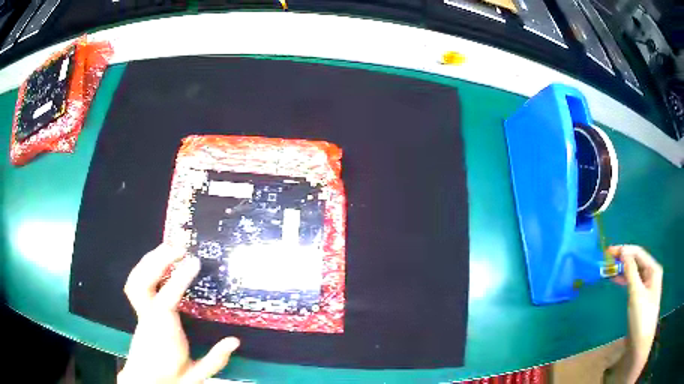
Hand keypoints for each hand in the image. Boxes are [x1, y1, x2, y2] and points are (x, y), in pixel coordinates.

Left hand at [118, 244, 239, 383]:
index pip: (167, 302)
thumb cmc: (172, 377)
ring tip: (169, 246)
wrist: (146, 381)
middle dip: (159, 260)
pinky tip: (158, 261)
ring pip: (136, 280)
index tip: (194, 261)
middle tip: (179, 246)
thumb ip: (215, 360)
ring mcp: (140, 313)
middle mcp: (147, 319)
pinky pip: (136, 283)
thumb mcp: (197, 375)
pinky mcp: (139, 310)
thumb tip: (235, 340)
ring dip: (151, 259)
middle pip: (142, 283)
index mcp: (164, 335)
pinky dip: (145, 266)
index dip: (179, 279)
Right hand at [604, 245, 662, 383]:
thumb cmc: (641, 316)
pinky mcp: (641, 297)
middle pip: (637, 261)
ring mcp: (647, 286)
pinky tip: (617, 280)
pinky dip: (625, 280)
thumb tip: (623, 251)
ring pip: (634, 272)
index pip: (639, 253)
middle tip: (608, 259)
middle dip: (624, 258)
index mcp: (653, 269)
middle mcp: (651, 274)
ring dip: (623, 269)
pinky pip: (633, 282)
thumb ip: (631, 271)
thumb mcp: (636, 293)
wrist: (640, 344)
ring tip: (610, 269)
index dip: (625, 250)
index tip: (609, 251)